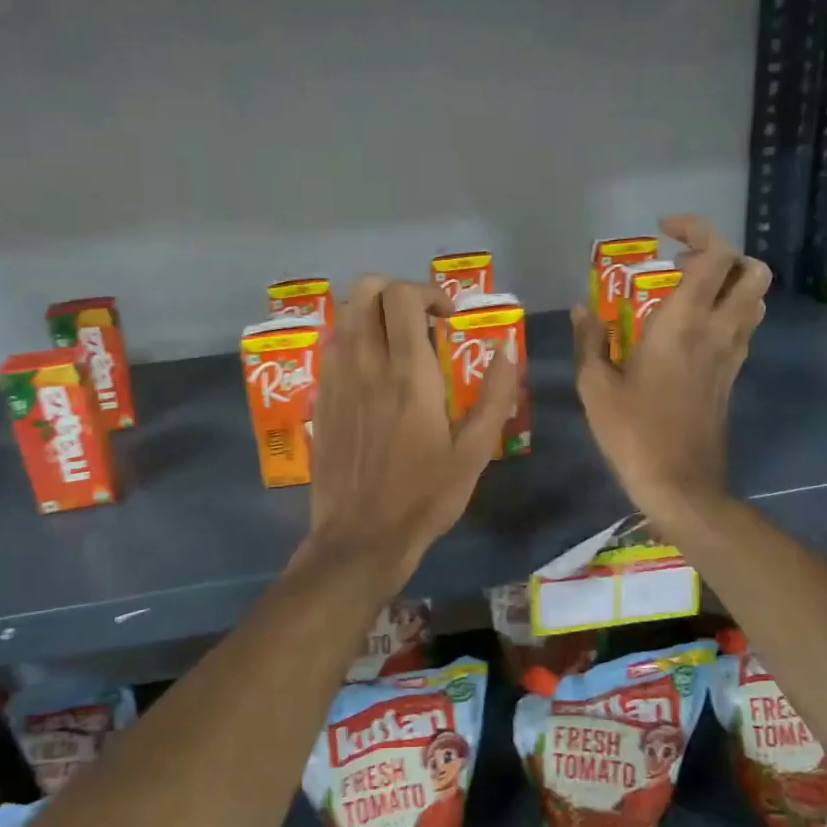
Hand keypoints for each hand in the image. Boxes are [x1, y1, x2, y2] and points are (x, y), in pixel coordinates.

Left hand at [306, 276, 518, 590]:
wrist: (361, 536)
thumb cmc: (424, 497)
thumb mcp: (474, 453)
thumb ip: (494, 397)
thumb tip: (506, 352)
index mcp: (408, 374)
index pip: (403, 297)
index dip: (428, 293)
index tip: (448, 319)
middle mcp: (366, 364)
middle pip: (365, 290)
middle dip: (395, 291)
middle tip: (420, 321)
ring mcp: (337, 380)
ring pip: (345, 315)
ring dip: (372, 313)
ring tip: (396, 343)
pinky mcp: (321, 400)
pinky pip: (332, 347)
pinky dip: (353, 341)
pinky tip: (371, 372)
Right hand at [573, 216, 768, 531]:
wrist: (680, 483)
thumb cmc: (632, 432)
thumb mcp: (595, 386)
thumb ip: (590, 341)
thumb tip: (582, 309)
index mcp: (682, 324)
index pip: (714, 255)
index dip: (696, 230)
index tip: (664, 232)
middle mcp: (717, 330)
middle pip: (751, 270)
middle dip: (722, 254)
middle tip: (680, 263)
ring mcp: (731, 354)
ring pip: (755, 298)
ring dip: (730, 282)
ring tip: (687, 291)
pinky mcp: (733, 375)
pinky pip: (744, 327)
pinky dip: (727, 311)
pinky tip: (690, 330)